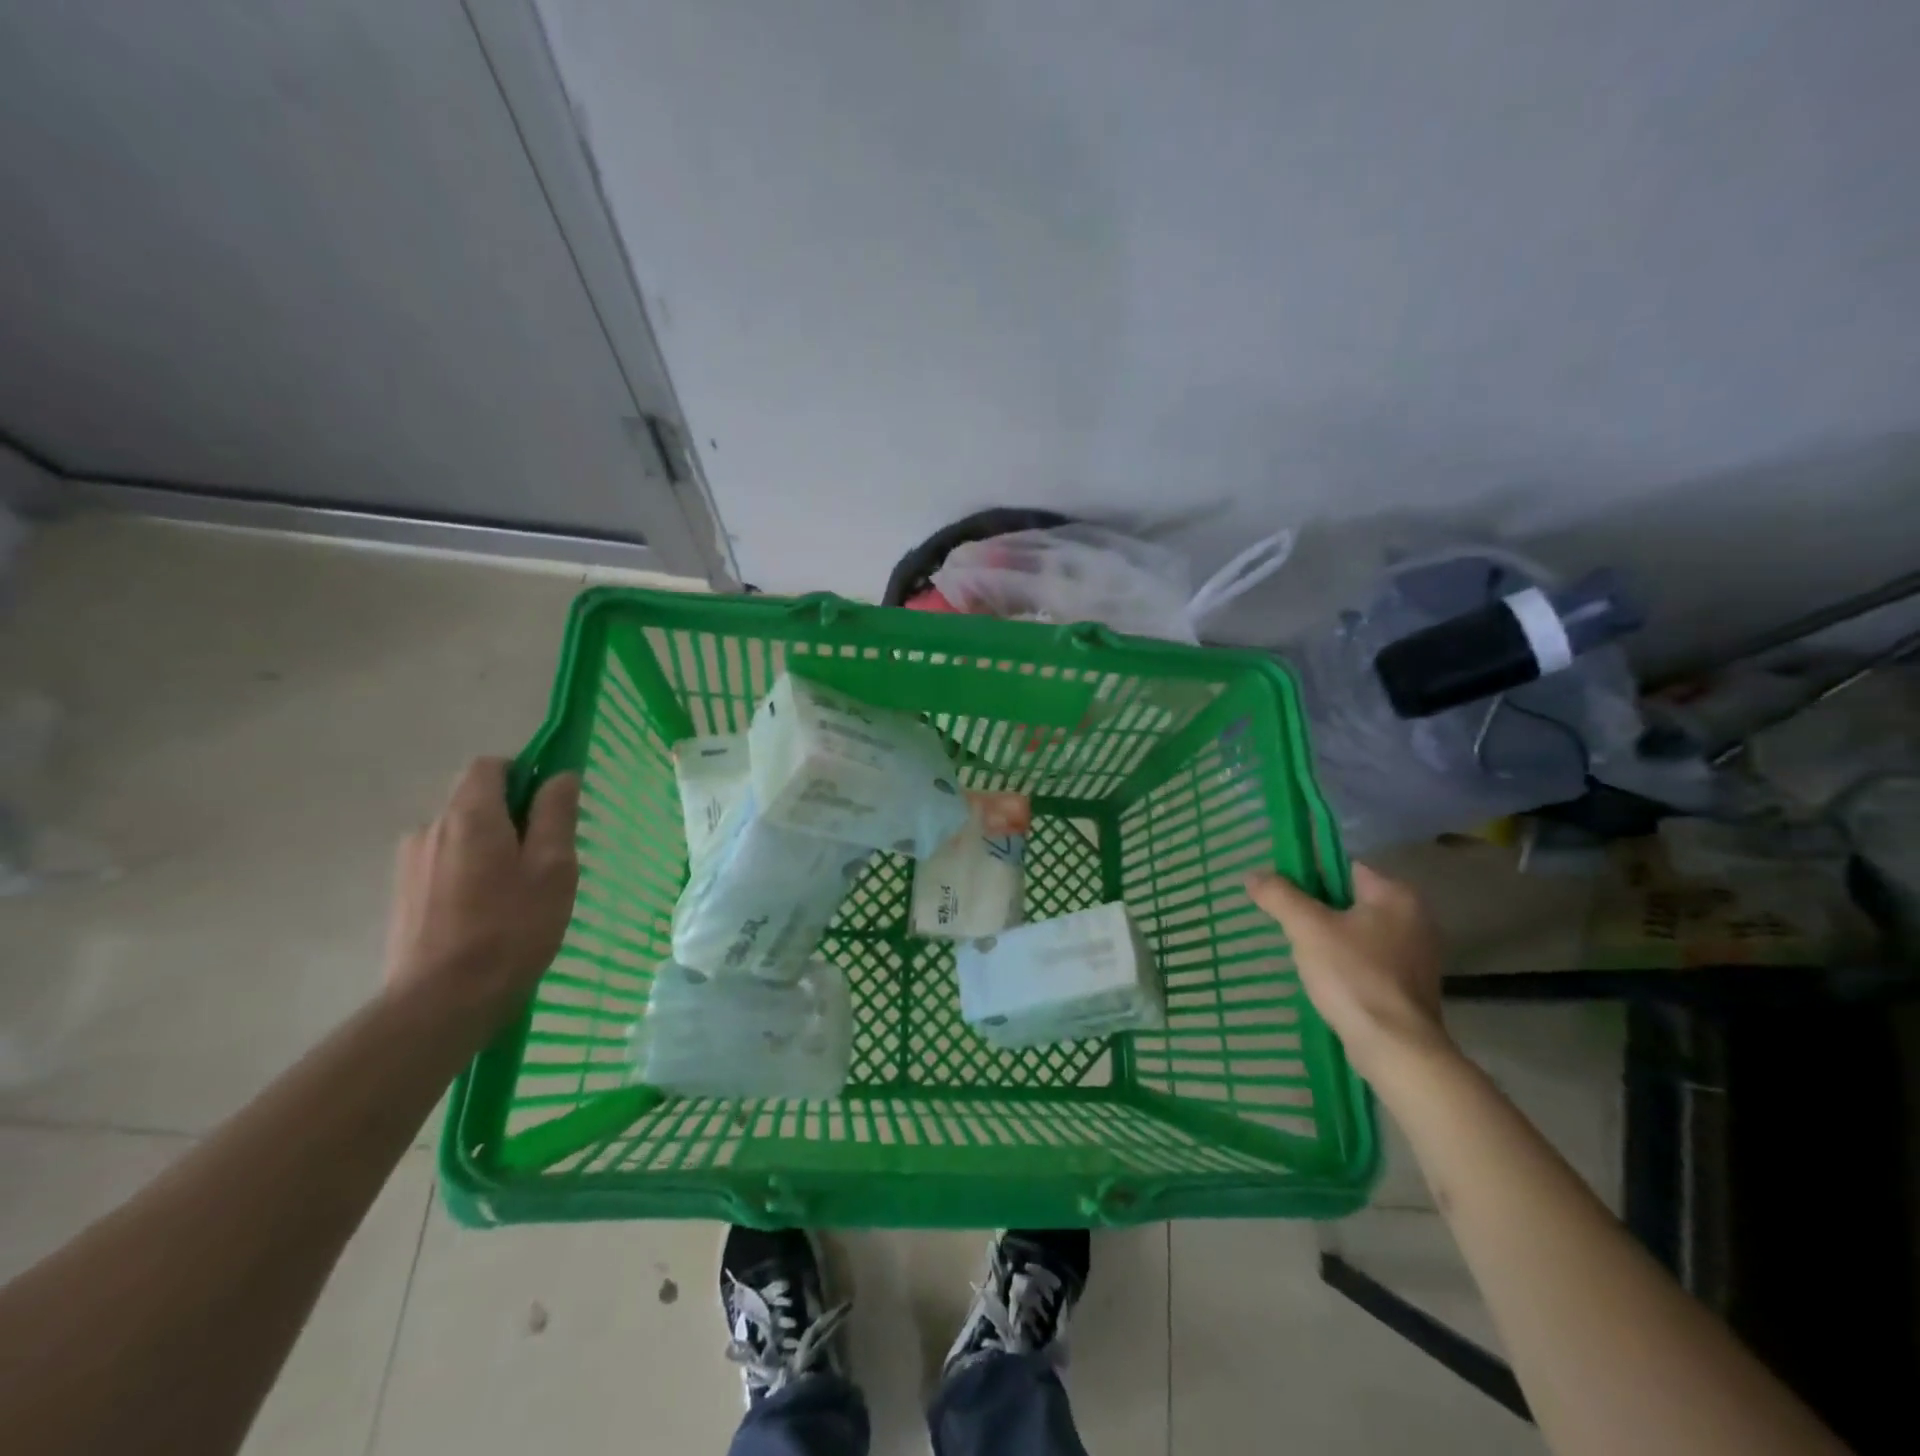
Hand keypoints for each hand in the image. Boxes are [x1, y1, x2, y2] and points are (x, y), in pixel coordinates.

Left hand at [383, 757, 579, 1033]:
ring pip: (460, 835)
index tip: (551, 806)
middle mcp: (430, 828)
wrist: (441, 1003)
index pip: (490, 765)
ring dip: (490, 847)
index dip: (524, 773)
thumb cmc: (511, 929)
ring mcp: (410, 863)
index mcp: (469, 815)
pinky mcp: (403, 895)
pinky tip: (488, 913)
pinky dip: (470, 873)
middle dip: (512, 815)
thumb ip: (556, 815)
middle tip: (545, 857)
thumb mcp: (553, 868)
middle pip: (474, 800)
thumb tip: (560, 776)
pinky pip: (444, 864)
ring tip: (518, 892)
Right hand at [1244, 863, 1450, 1079]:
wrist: (1395, 1048)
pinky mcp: (1411, 985)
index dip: (1309, 876)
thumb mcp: (1307, 928)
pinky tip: (1326, 978)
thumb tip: (1253, 874)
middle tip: (1287, 924)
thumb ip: (1279, 895)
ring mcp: (1417, 954)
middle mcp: (1415, 918)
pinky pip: (1369, 959)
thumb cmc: (1353, 977)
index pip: (1344, 868)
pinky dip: (1347, 962)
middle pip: (1350, 900)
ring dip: (1330, 938)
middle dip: (1317, 910)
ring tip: (1300, 952)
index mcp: (1397, 895)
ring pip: (1358, 931)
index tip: (1282, 894)